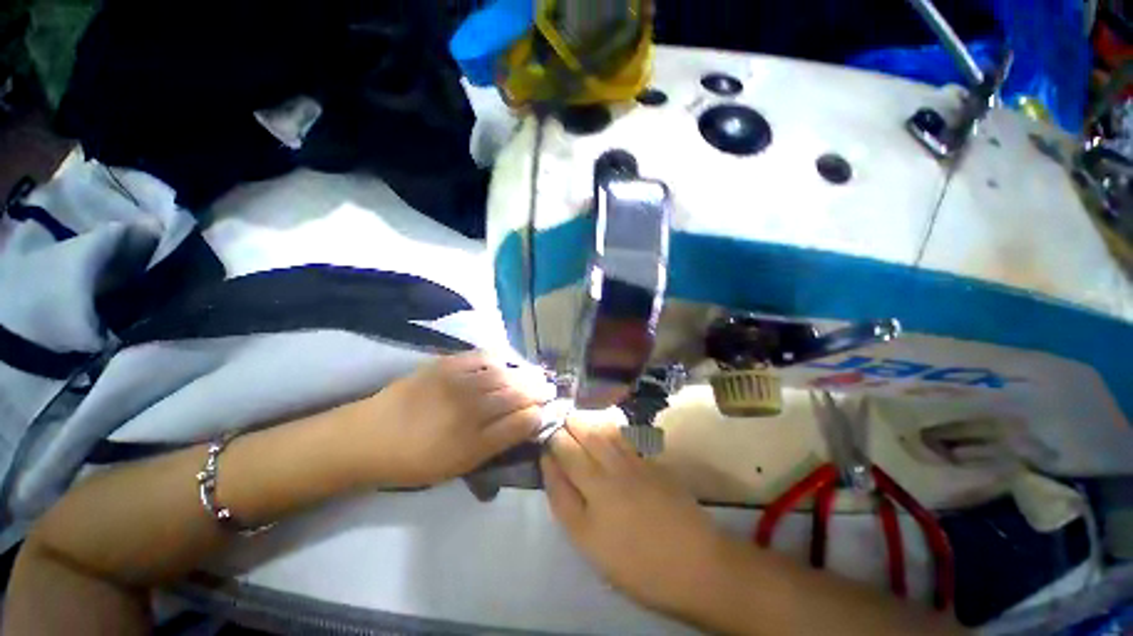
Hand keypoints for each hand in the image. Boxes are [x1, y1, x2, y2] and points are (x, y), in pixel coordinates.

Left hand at [353, 352, 554, 486]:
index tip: (549, 410)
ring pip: (504, 374)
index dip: (539, 414)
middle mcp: (468, 410)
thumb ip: (495, 444)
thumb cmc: (415, 460)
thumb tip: (525, 424)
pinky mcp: (445, 364)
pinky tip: (509, 361)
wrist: (369, 437)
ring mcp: (457, 383)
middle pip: (516, 394)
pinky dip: (501, 357)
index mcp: (472, 442)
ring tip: (536, 373)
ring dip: (526, 373)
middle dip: (539, 390)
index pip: (520, 423)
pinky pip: (482, 356)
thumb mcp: (458, 466)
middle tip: (550, 388)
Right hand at [541, 410, 732, 615]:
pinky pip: (624, 434)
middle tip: (558, 425)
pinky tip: (604, 424)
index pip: (561, 465)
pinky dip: (610, 425)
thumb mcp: (591, 545)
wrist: (695, 563)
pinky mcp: (650, 460)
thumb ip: (566, 504)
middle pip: (577, 442)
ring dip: (584, 421)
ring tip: (576, 419)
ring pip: (600, 432)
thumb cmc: (638, 564)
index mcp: (590, 502)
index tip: (544, 446)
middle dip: (563, 429)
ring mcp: (631, 465)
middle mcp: (607, 478)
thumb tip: (552, 468)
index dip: (549, 453)